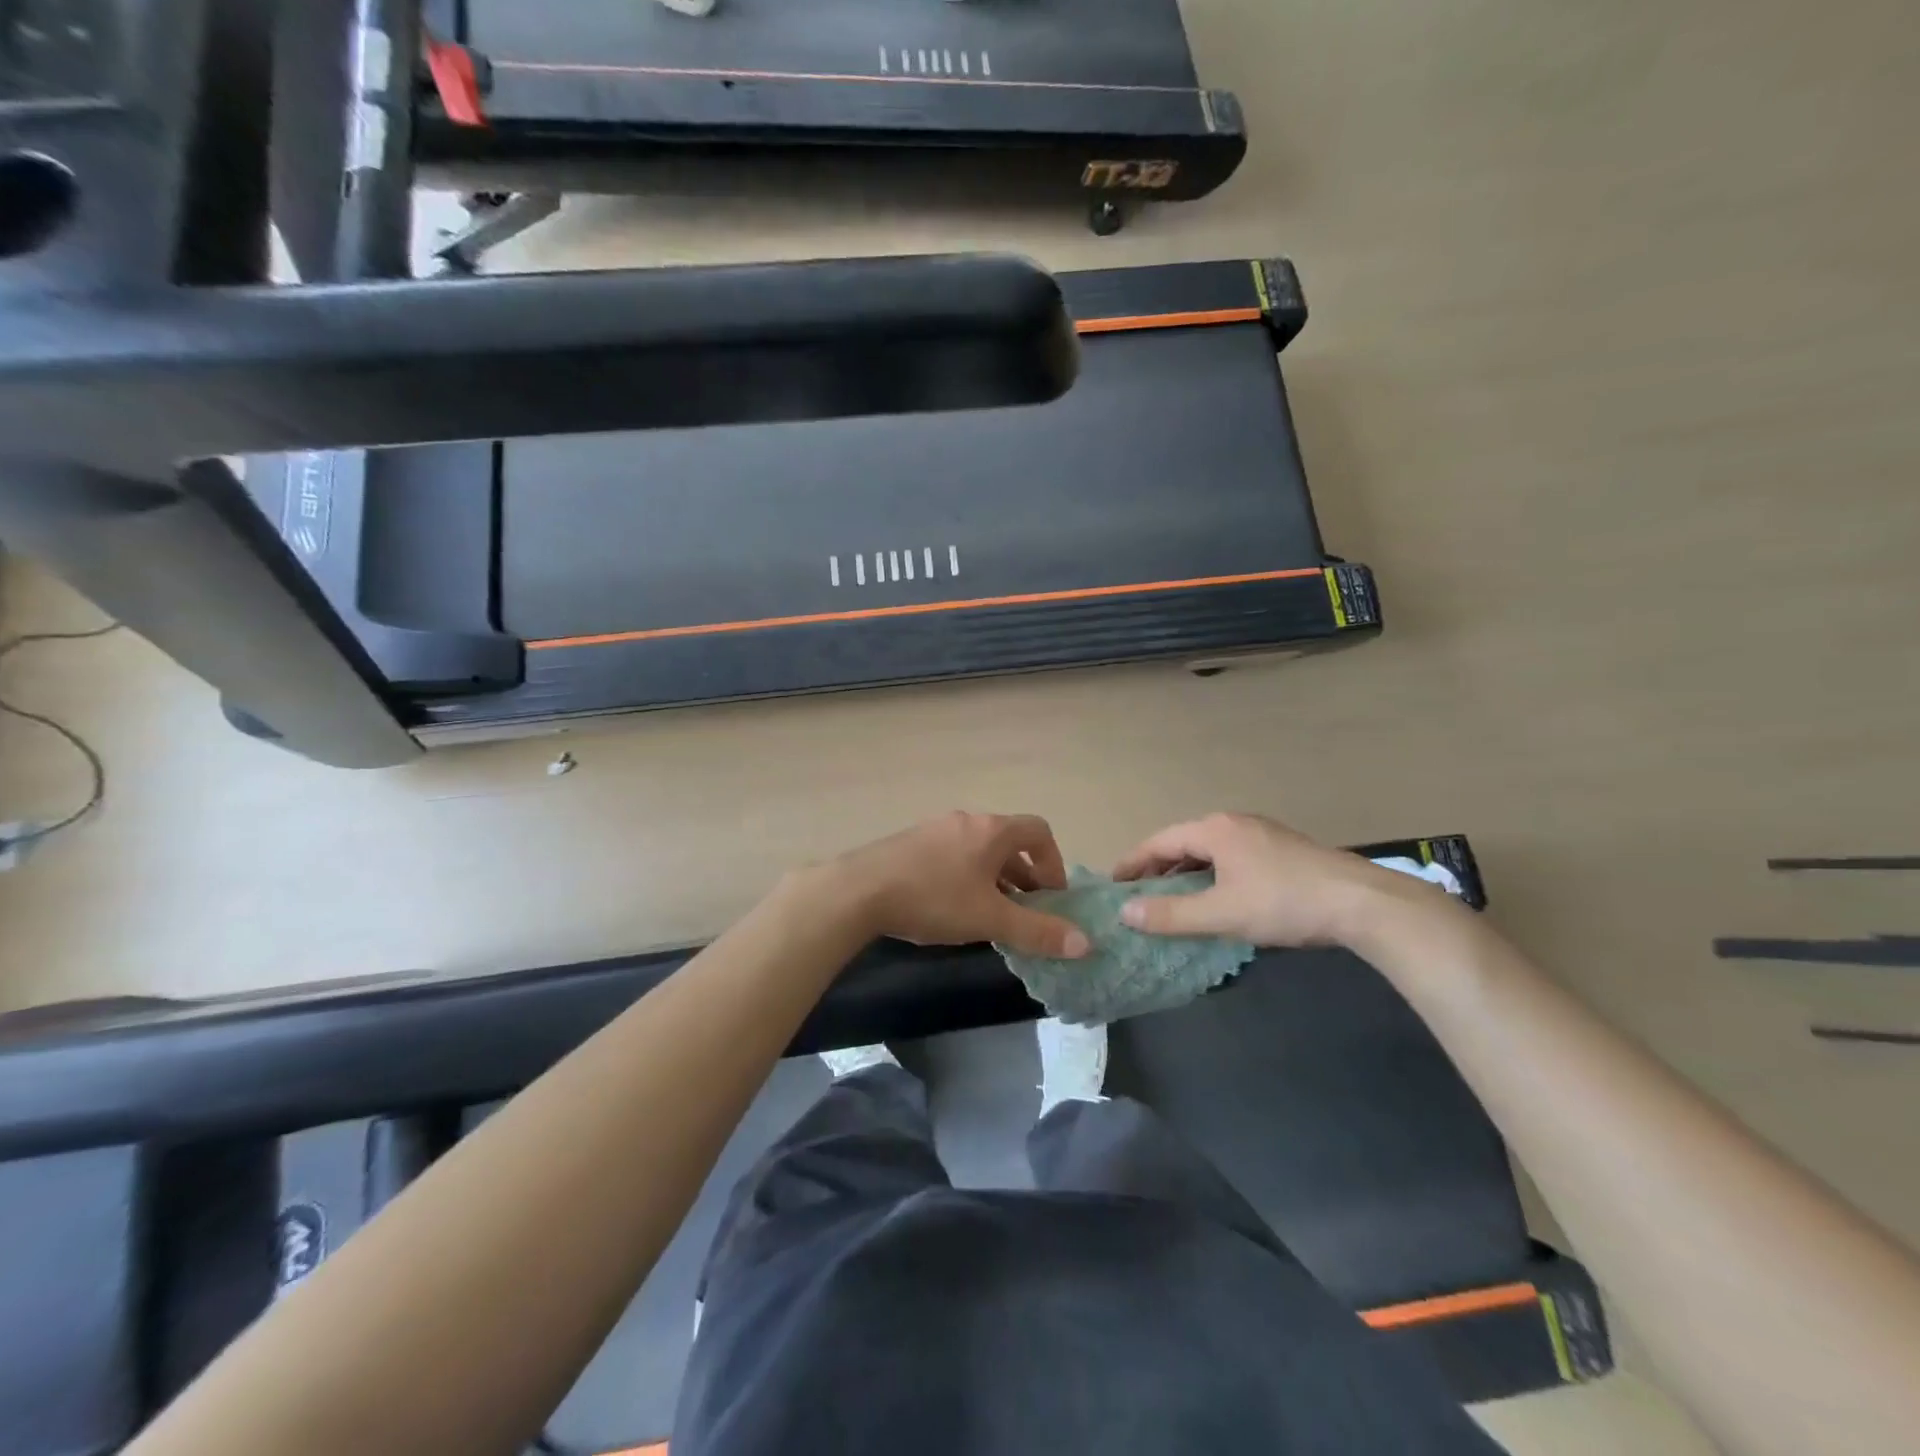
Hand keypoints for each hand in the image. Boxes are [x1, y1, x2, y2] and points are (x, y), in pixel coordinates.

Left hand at [827, 812, 1090, 958]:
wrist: (860, 889)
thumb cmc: (935, 898)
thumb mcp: (990, 919)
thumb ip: (1038, 931)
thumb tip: (1085, 943)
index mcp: (992, 830)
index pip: (1038, 831)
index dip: (1053, 862)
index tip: (1051, 897)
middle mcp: (966, 821)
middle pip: (1008, 842)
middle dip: (1023, 876)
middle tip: (1024, 912)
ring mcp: (935, 829)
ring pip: (978, 851)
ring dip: (993, 879)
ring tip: (990, 915)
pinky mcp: (910, 843)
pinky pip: (951, 855)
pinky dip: (965, 877)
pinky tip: (950, 907)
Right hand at [1112, 812, 1444, 947]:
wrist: (1362, 902)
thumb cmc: (1283, 902)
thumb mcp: (1221, 914)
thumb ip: (1171, 914)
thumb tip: (1126, 912)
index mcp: (1215, 830)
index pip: (1160, 841)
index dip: (1133, 862)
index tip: (1113, 883)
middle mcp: (1235, 823)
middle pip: (1184, 842)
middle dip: (1159, 867)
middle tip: (1138, 894)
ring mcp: (1262, 834)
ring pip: (1210, 850)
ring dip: (1187, 872)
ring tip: (1172, 898)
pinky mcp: (1283, 850)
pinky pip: (1232, 857)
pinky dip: (1212, 874)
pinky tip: (1217, 897)